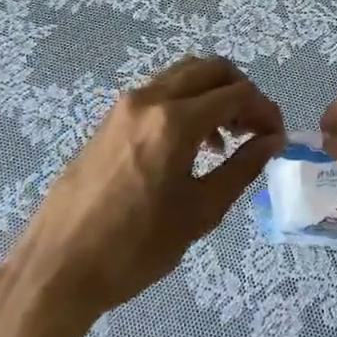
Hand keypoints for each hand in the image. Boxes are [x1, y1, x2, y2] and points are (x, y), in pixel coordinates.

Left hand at [0, 56, 283, 336]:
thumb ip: (241, 168)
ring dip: (212, 94)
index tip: (277, 136)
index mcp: (175, 120)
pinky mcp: (110, 118)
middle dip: (241, 91)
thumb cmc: (135, 248)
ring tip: (226, 139)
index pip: (236, 94)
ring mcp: (125, 105)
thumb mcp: (200, 212)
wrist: (58, 267)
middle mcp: (150, 98)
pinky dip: (186, 102)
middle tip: (255, 128)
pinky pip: (159, 92)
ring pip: (183, 75)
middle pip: (210, 69)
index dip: (265, 110)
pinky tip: (191, 145)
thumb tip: (271, 141)